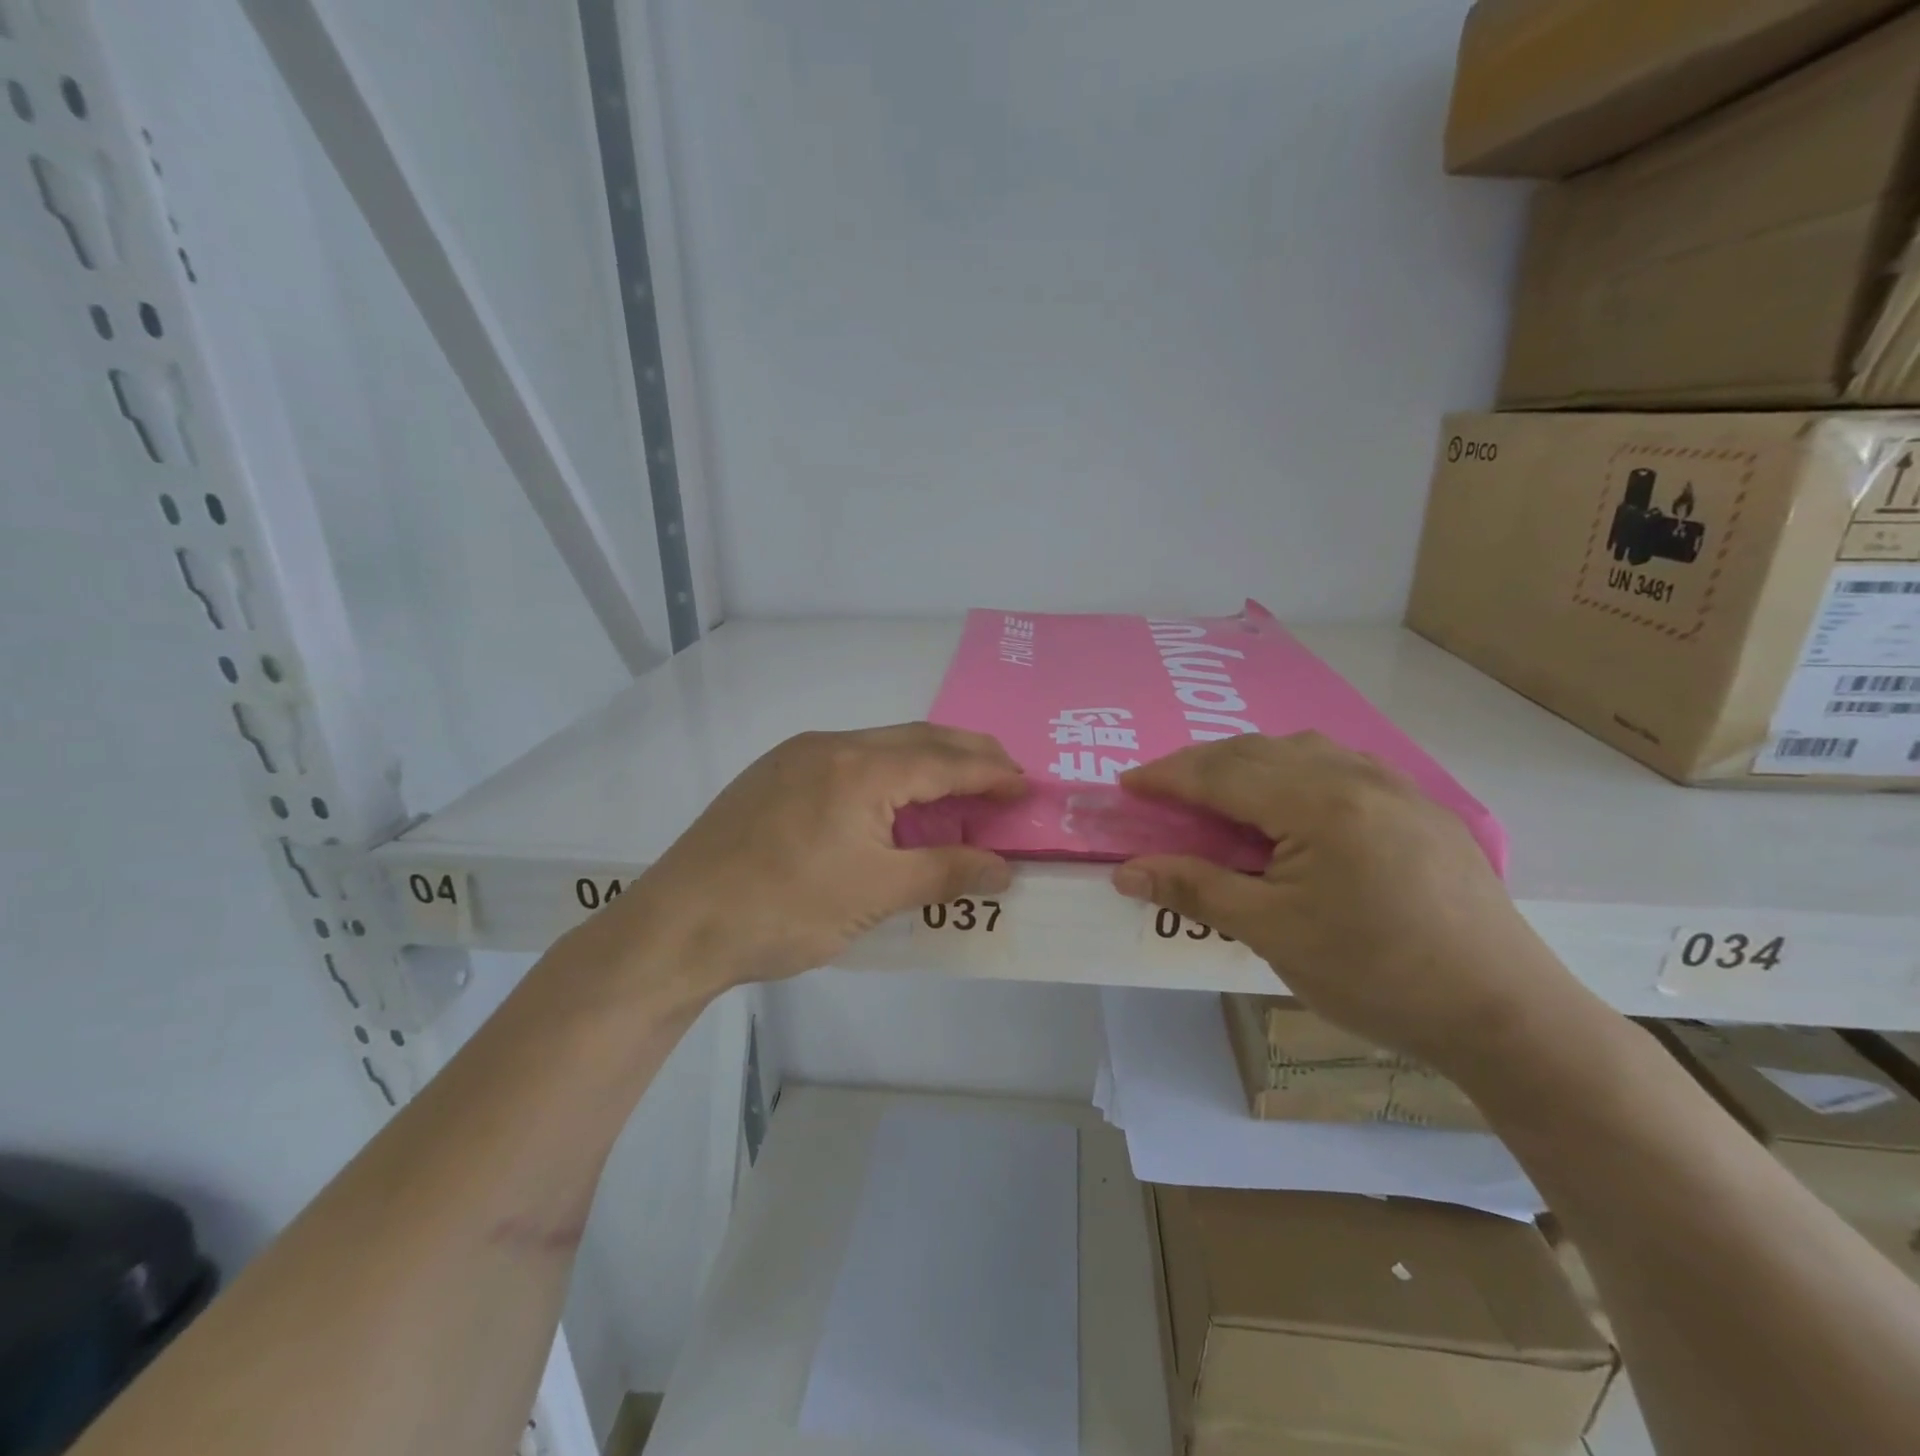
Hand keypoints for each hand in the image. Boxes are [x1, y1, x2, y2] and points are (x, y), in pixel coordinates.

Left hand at [590, 724, 1025, 993]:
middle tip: (1005, 776)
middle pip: (916, 739)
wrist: (677, 926)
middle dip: (967, 755)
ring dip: (926, 762)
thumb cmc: (784, 911)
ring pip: (880, 746)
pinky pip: (849, 760)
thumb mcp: (876, 895)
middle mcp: (829, 745)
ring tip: (958, 789)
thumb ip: (946, 872)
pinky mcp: (773, 776)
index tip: (1027, 785)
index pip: (945, 760)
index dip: (992, 772)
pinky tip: (892, 802)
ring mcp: (795, 757)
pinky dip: (887, 773)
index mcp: (859, 768)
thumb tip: (1004, 869)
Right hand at [1112, 733, 1582, 1073]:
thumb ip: (1196, 889)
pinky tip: (1290, 803)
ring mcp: (1396, 786)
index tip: (1125, 784)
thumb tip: (1127, 872)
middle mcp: (1357, 775)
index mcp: (1319, 802)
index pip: (1222, 773)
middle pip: (1258, 751)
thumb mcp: (1273, 933)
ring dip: (1249, 763)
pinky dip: (1293, 772)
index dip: (1167, 776)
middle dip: (1201, 765)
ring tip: (1220, 793)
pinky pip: (1339, 766)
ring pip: (1301, 751)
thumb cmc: (1377, 974)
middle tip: (1162, 791)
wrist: (1506, 1013)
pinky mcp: (1420, 806)